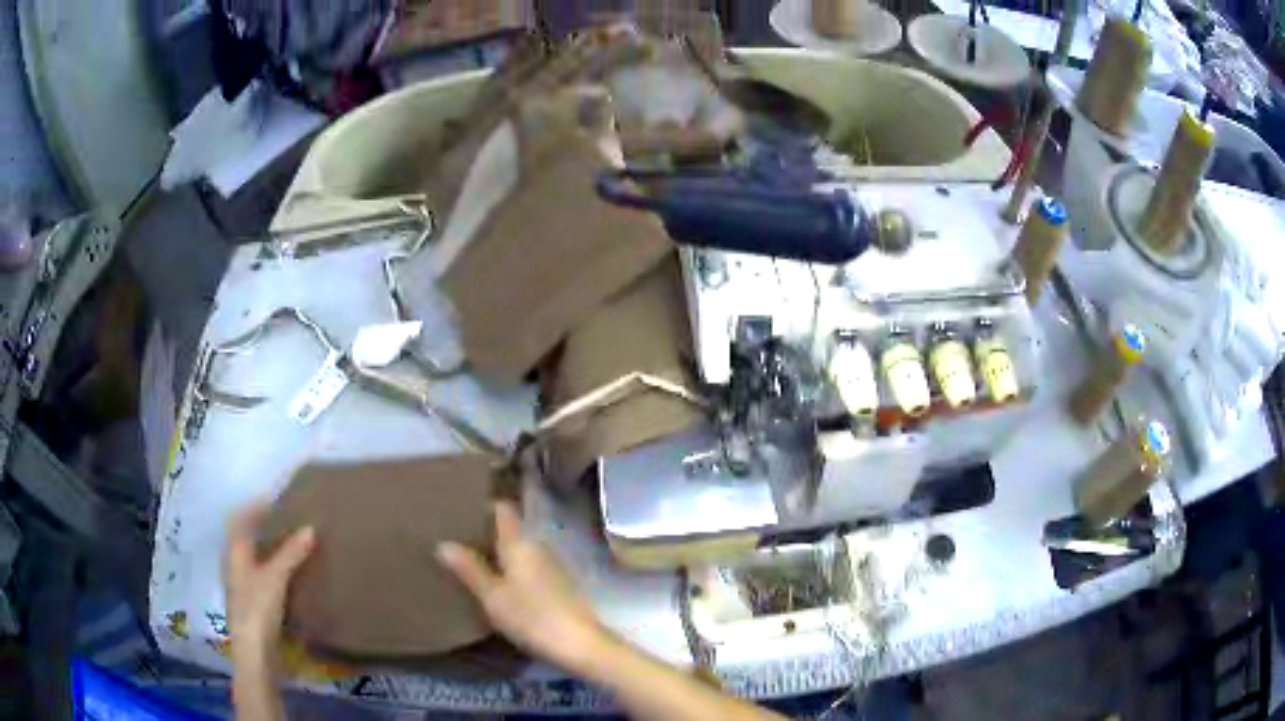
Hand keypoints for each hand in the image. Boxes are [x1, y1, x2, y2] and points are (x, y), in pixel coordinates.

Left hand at [224, 501, 314, 664]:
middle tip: (287, 518)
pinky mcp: (251, 601)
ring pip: (253, 555)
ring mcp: (241, 583)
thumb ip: (291, 553)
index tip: (277, 498)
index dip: (257, 506)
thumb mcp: (276, 577)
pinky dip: (272, 565)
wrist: (254, 651)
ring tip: (291, 542)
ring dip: (268, 546)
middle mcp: (233, 562)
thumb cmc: (258, 608)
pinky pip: (260, 572)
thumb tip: (310, 527)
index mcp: (234, 550)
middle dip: (263, 525)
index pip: (242, 518)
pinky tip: (287, 572)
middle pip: (246, 536)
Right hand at [436, 501, 605, 672]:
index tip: (460, 508)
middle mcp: (538, 546)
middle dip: (486, 531)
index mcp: (520, 542)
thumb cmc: (532, 617)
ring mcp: (552, 566)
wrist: (580, 645)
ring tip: (470, 559)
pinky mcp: (559, 585)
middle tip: (456, 537)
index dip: (483, 505)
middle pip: (511, 529)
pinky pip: (529, 567)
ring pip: (520, 549)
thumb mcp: (493, 596)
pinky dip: (512, 569)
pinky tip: (498, 584)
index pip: (503, 509)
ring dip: (499, 552)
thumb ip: (469, 569)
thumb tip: (443, 543)